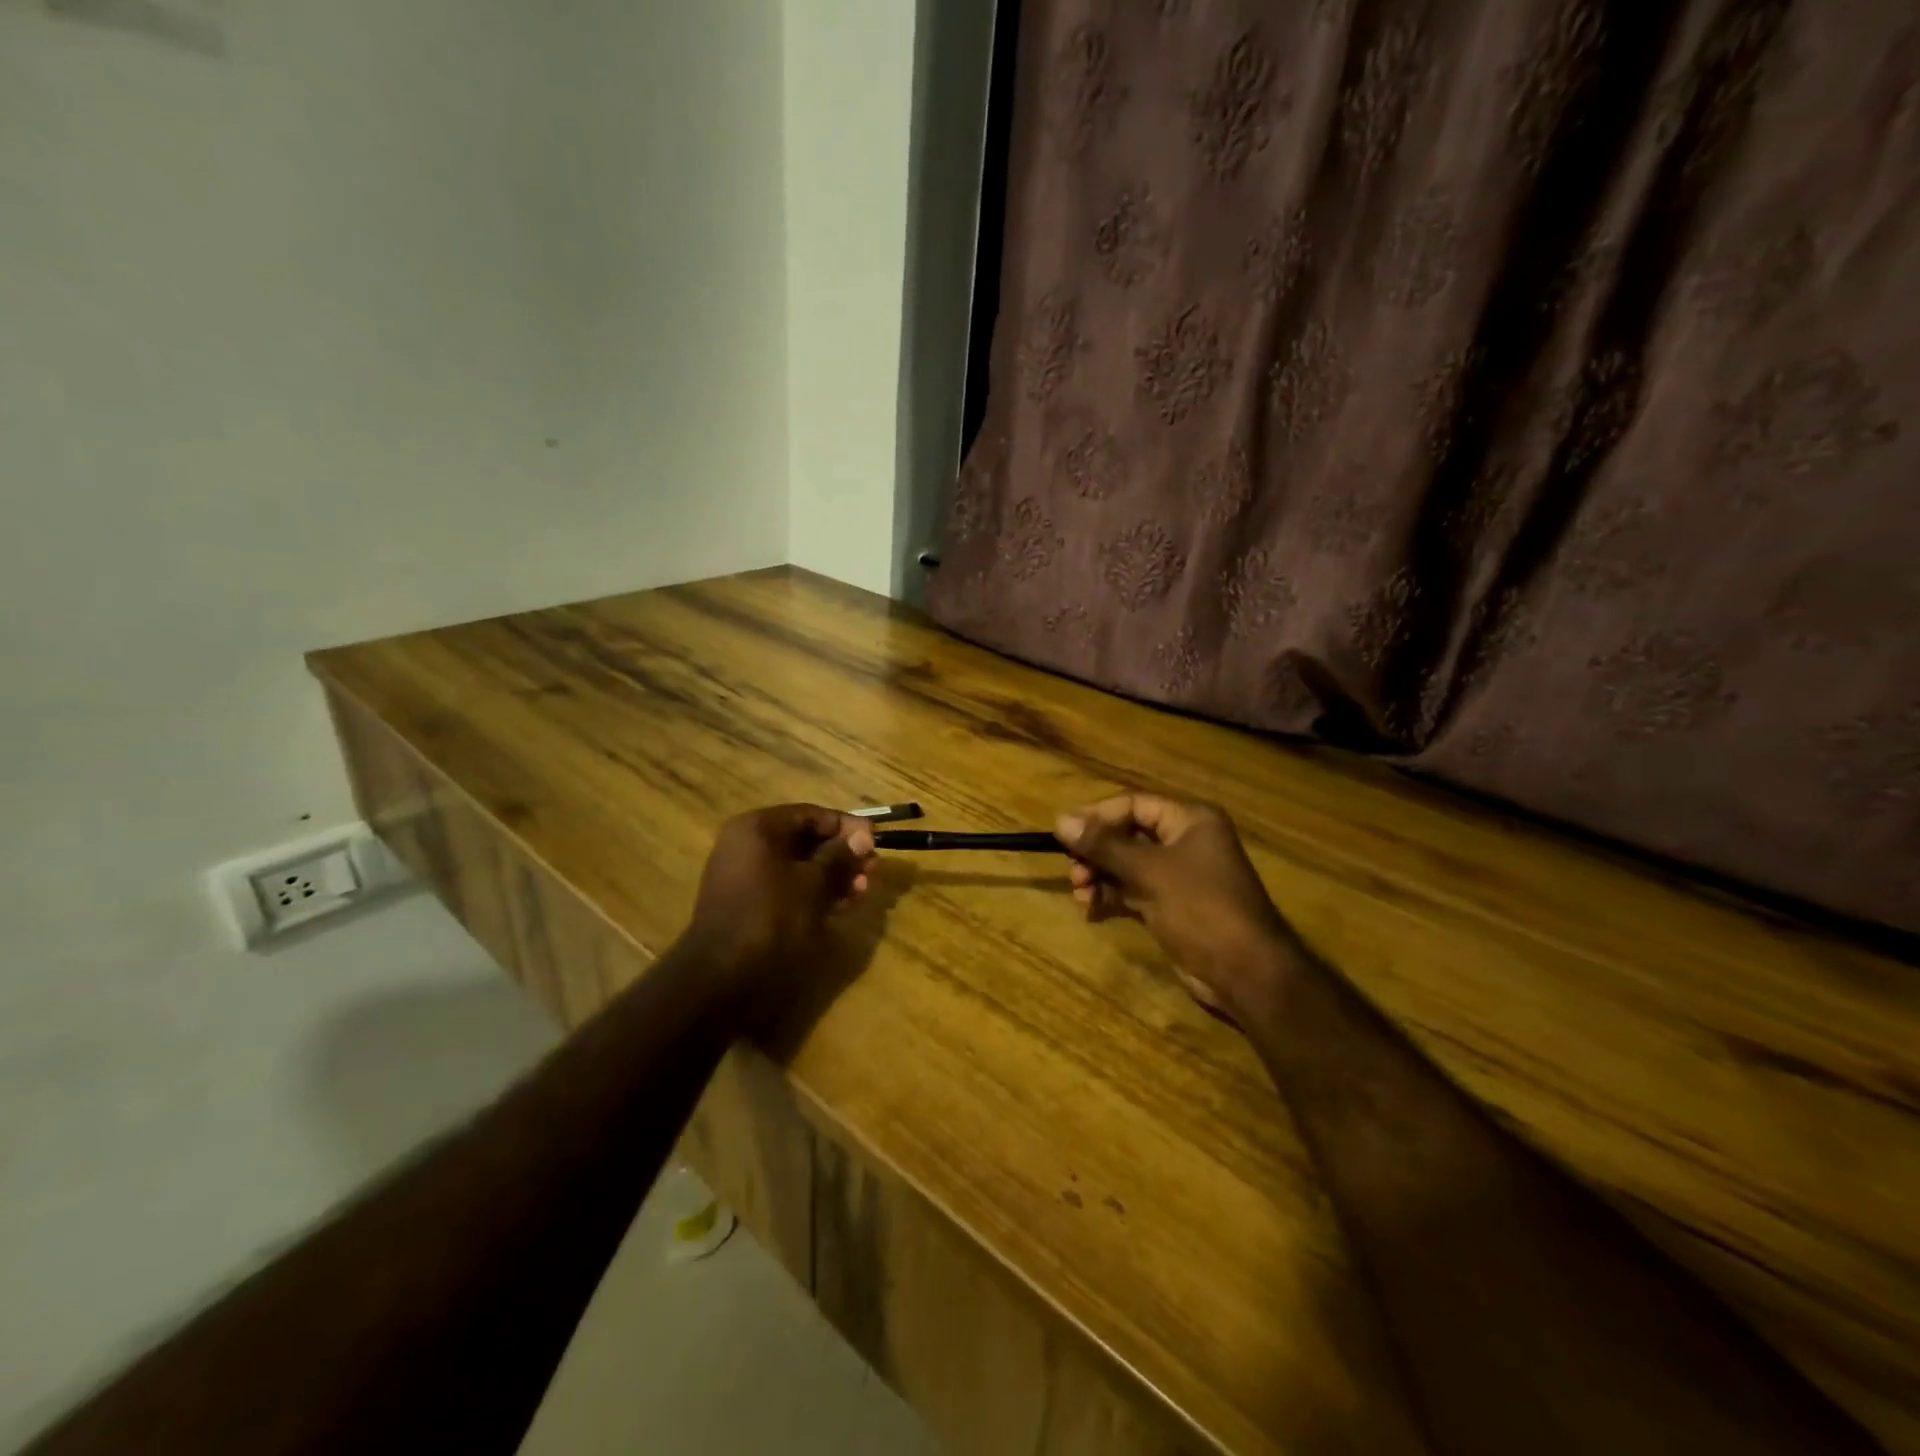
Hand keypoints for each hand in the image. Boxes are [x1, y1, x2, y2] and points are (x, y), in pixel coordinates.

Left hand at [682, 804, 877, 1013]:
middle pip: (805, 839)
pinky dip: (813, 893)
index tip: (876, 841)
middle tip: (872, 870)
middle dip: (842, 855)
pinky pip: (787, 887)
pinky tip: (840, 906)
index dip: (847, 826)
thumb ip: (840, 856)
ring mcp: (745, 876)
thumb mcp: (813, 884)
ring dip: (832, 876)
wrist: (721, 979)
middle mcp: (747, 845)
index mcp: (758, 828)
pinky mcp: (748, 903)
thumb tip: (864, 834)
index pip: (811, 814)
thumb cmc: (771, 919)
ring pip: (799, 866)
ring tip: (861, 892)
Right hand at [1056, 795, 1297, 1017]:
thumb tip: (1060, 820)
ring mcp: (1179, 876)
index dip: (1097, 816)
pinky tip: (1090, 908)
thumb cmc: (1201, 908)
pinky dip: (1111, 896)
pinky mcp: (1172, 906)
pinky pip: (1132, 891)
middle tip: (1072, 871)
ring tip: (1079, 894)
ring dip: (1099, 876)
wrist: (1245, 973)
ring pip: (1127, 865)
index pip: (1134, 805)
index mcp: (1190, 821)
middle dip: (1096, 852)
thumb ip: (1103, 846)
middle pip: (1128, 835)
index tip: (1063, 834)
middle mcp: (1185, 842)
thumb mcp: (1149, 872)